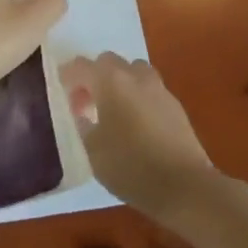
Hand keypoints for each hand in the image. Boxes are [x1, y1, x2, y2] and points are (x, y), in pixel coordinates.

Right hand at [60, 53, 215, 223]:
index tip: (62, 92)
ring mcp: (158, 88)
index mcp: (110, 82)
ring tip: (113, 110)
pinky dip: (137, 96)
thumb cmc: (130, 167)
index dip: (68, 76)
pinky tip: (135, 123)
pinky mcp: (175, 104)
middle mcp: (134, 76)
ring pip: (132, 71)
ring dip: (119, 82)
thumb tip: (83, 112)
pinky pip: (149, 89)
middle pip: (108, 62)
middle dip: (94, 76)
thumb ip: (83, 123)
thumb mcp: (93, 150)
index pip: (81, 66)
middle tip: (86, 103)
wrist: (184, 186)